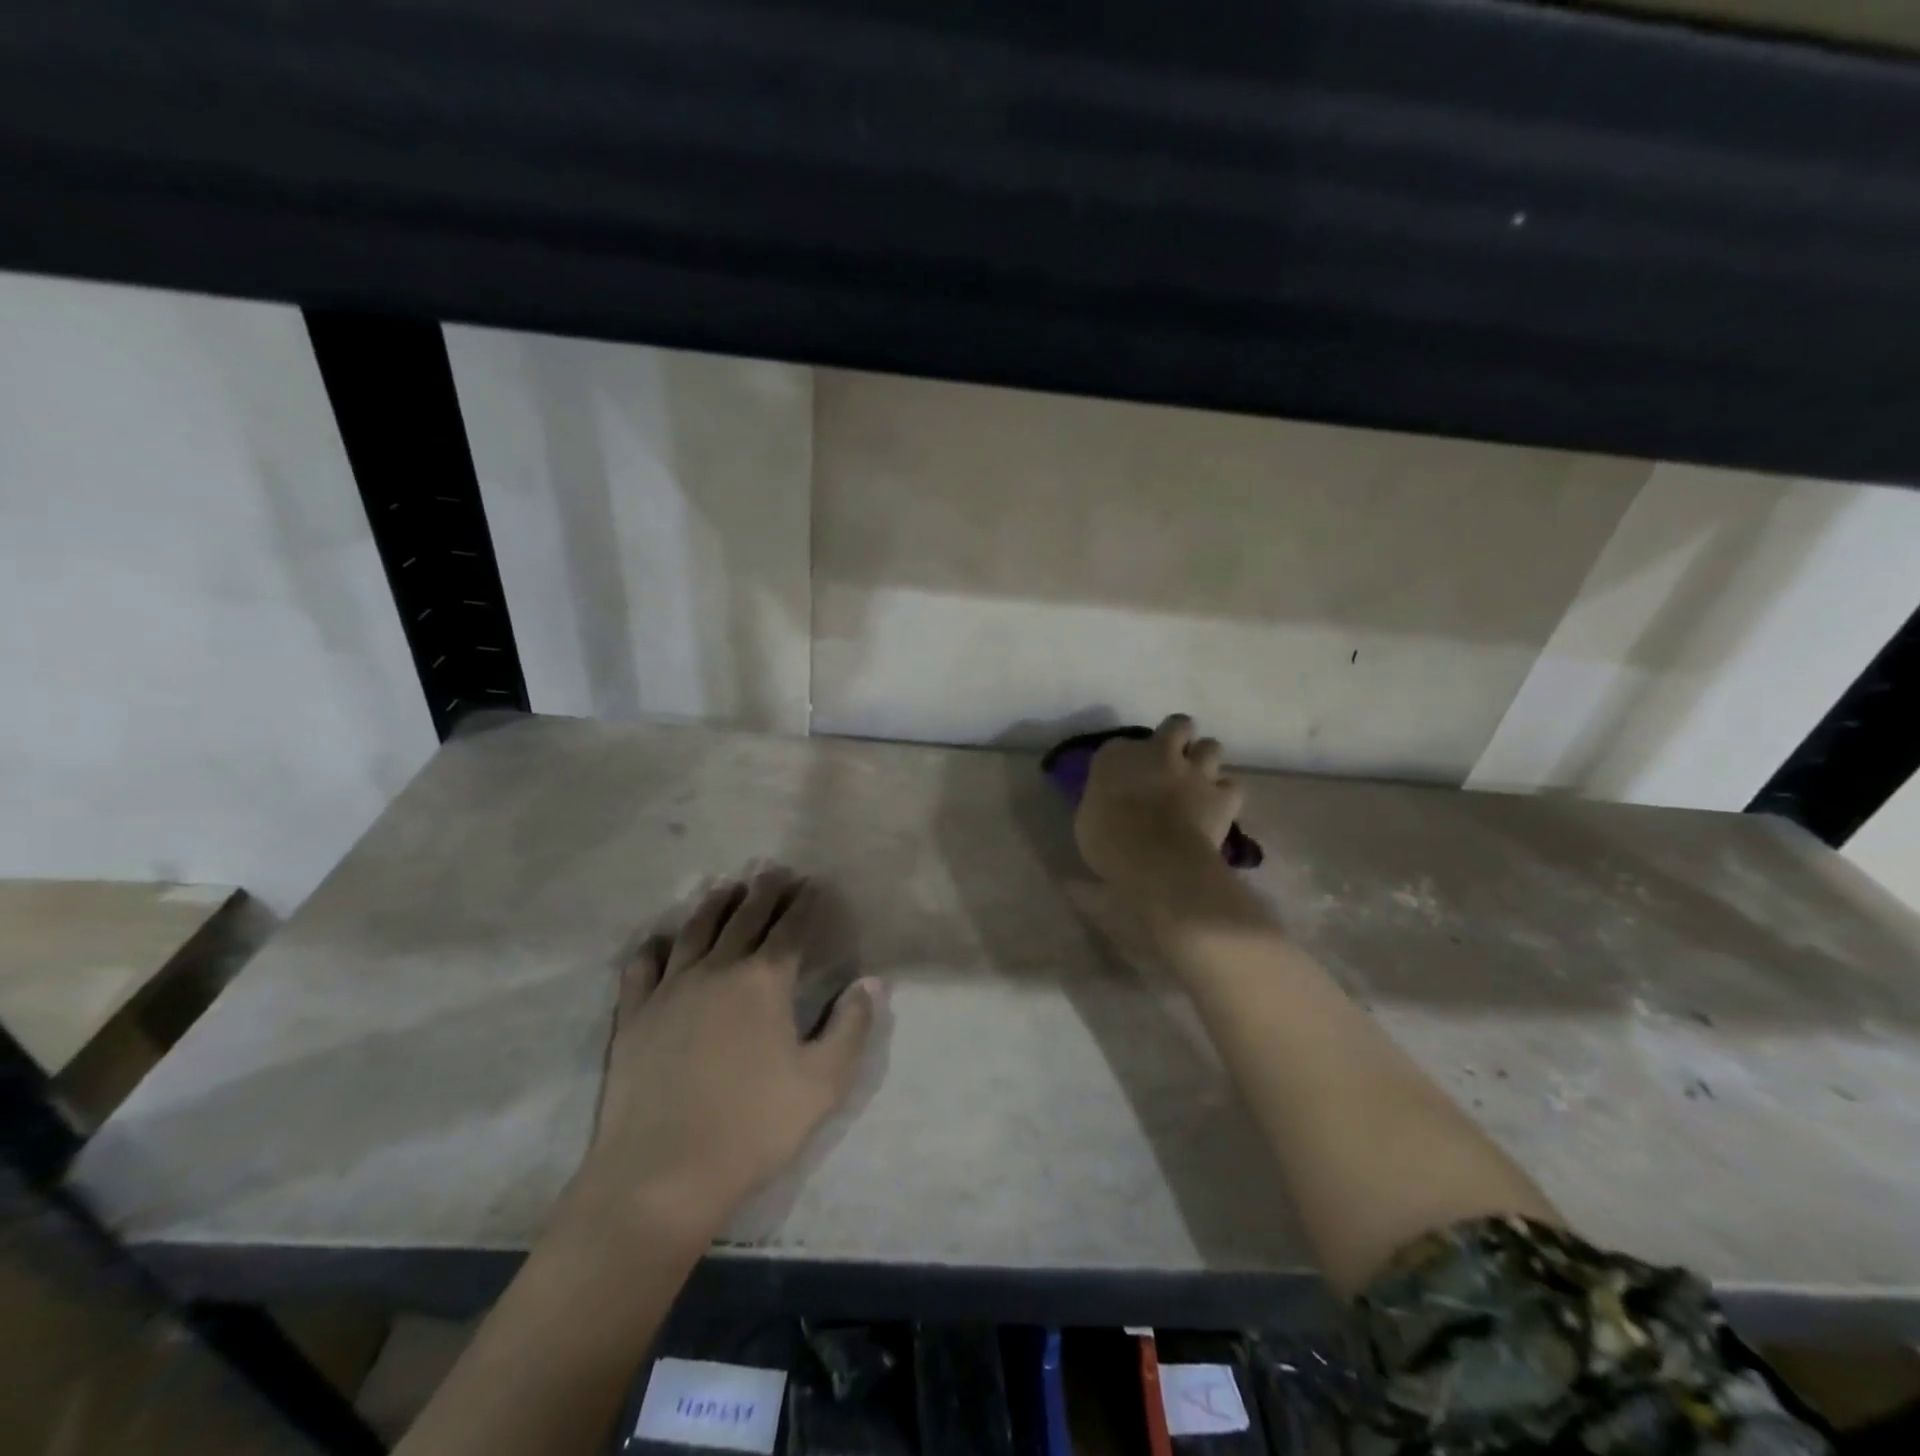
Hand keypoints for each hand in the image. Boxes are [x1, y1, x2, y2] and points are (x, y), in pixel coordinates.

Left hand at [568, 869, 880, 1239]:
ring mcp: (670, 989)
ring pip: (696, 931)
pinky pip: (642, 968)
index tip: (814, 885)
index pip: (792, 929)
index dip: (806, 905)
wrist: (661, 1174)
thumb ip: (851, 1026)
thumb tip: (871, 982)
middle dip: (765, 891)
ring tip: (727, 887)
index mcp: (764, 981)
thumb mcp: (823, 1082)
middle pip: (745, 918)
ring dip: (715, 905)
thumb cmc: (753, 1127)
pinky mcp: (634, 1016)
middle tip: (775, 871)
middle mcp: (717, 970)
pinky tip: (659, 942)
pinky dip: (654, 948)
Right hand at [1074, 714, 1242, 894]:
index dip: (1126, 760)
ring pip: (1211, 746)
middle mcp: (1157, 752)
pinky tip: (1217, 806)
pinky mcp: (1222, 795)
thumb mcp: (1087, 819)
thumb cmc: (1108, 843)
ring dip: (1205, 760)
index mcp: (1116, 756)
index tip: (1124, 777)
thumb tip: (1110, 805)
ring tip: (1198, 779)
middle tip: (1171, 759)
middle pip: (1176, 726)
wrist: (1155, 861)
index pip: (1120, 746)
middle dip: (1177, 737)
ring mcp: (1194, 770)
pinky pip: (1231, 785)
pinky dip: (1225, 793)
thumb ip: (1103, 802)